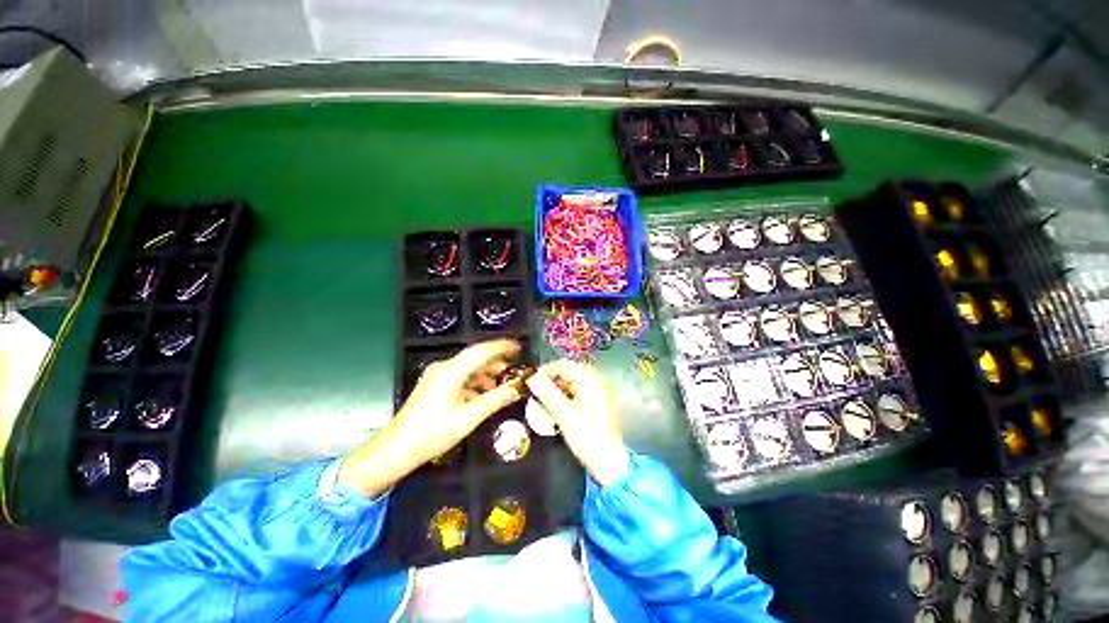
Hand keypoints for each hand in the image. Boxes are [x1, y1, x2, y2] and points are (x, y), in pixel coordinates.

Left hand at [338, 339, 523, 495]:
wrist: (395, 450)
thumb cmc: (432, 434)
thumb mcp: (468, 418)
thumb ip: (494, 400)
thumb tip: (516, 389)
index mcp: (451, 372)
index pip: (481, 351)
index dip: (501, 347)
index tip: (518, 347)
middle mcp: (443, 368)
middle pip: (475, 358)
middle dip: (496, 363)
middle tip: (513, 370)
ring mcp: (437, 376)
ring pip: (468, 368)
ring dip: (486, 374)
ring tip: (501, 384)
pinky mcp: (434, 385)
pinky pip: (460, 377)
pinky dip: (474, 383)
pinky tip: (483, 395)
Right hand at [527, 360, 629, 486]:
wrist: (608, 461)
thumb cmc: (587, 438)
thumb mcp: (564, 415)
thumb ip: (547, 394)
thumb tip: (532, 379)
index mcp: (591, 380)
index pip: (564, 365)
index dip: (546, 371)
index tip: (532, 381)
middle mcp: (597, 380)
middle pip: (569, 371)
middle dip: (552, 379)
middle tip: (537, 390)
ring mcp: (600, 389)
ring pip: (574, 380)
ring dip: (559, 387)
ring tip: (545, 399)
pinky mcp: (600, 399)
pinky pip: (580, 388)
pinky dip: (568, 393)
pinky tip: (559, 405)